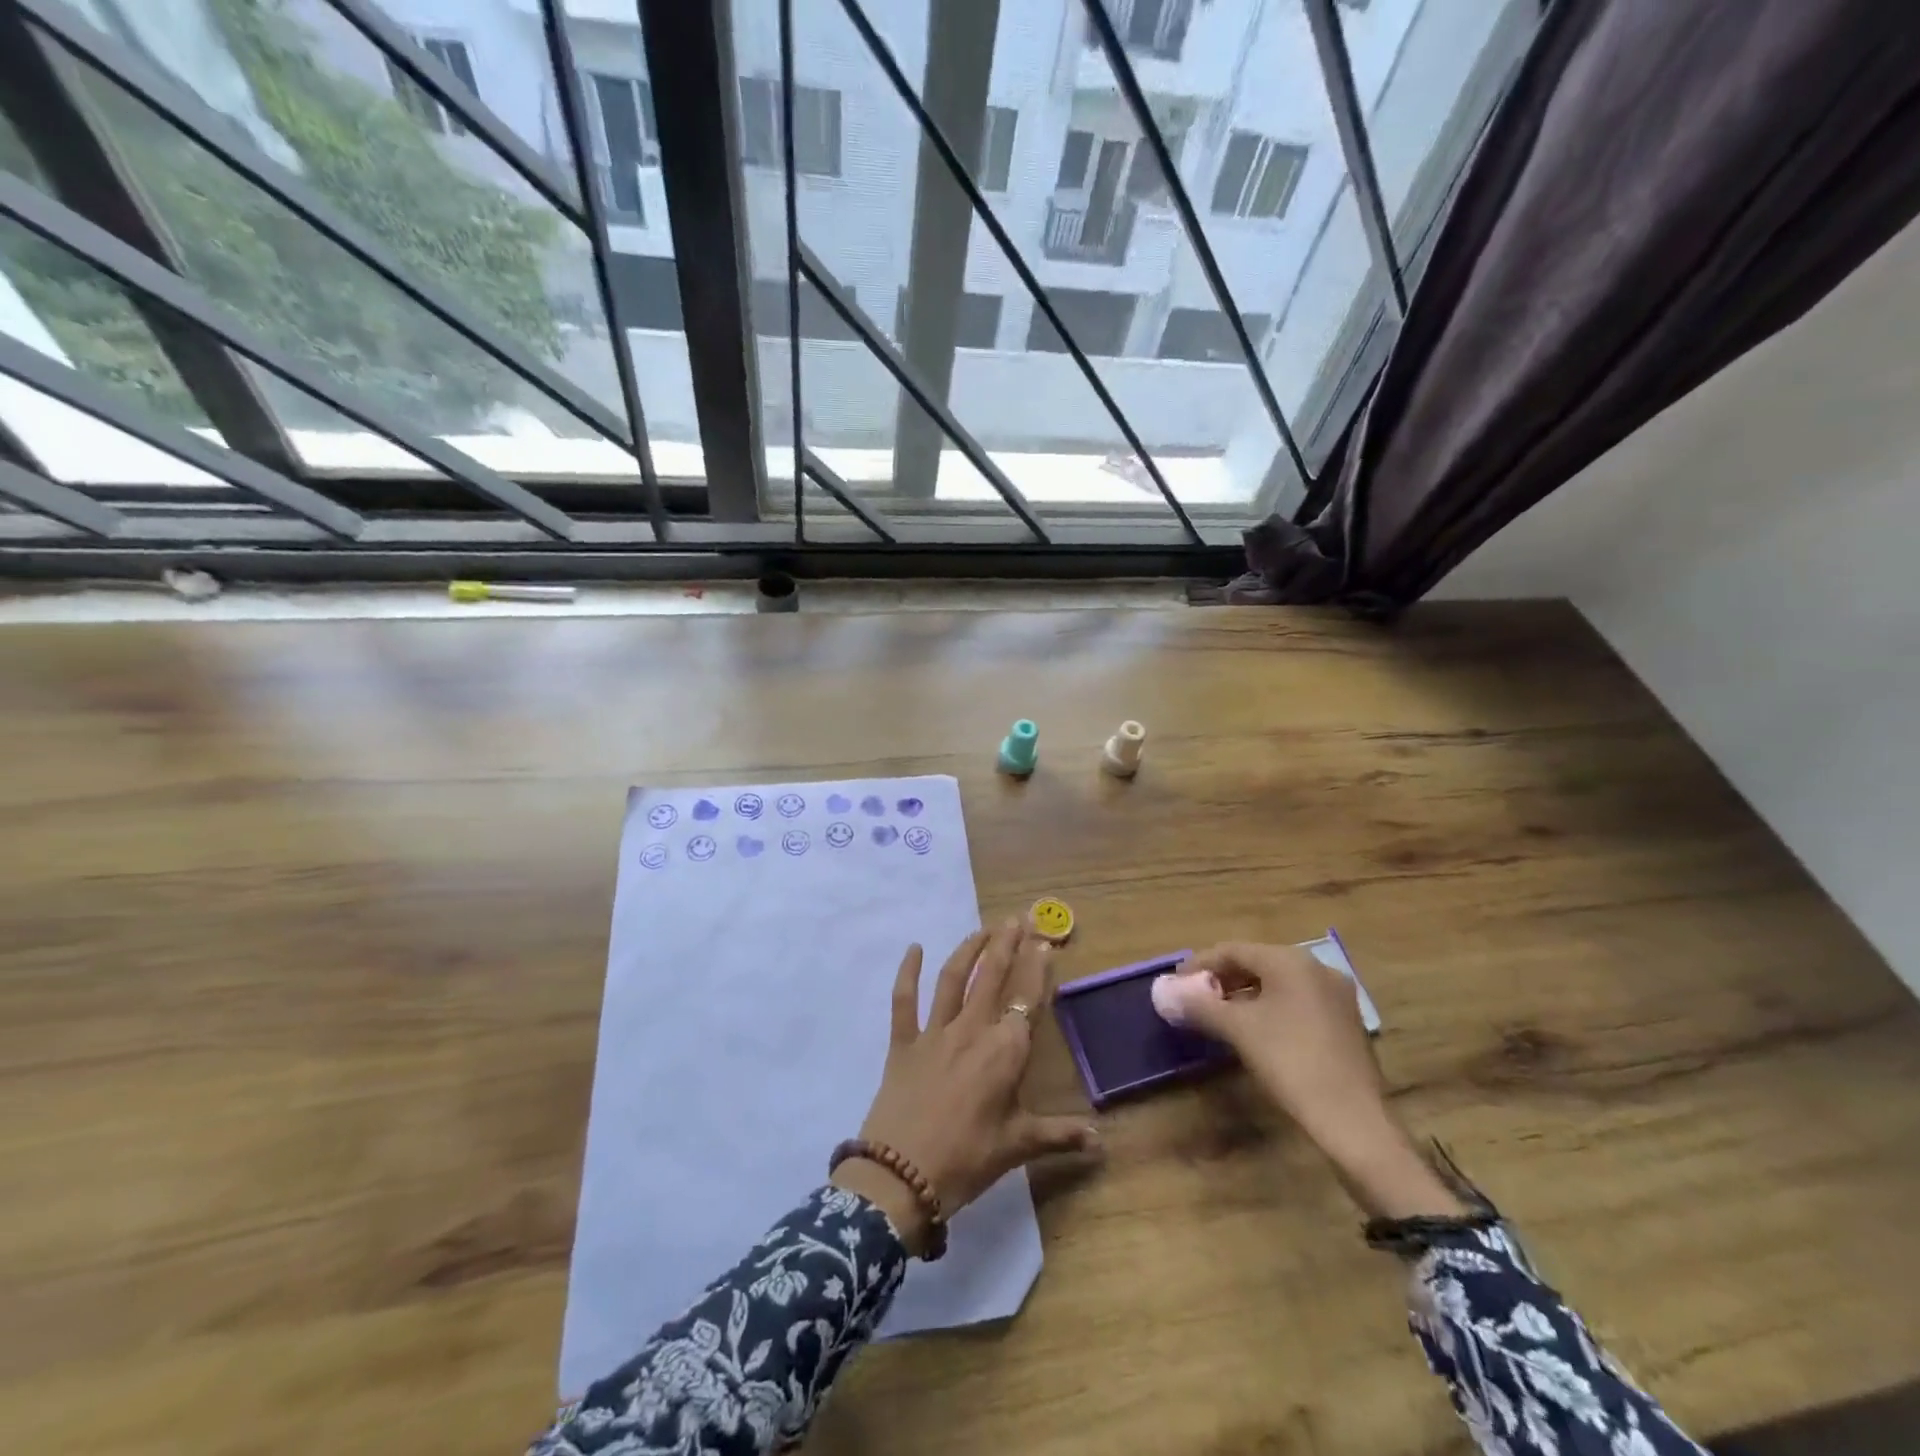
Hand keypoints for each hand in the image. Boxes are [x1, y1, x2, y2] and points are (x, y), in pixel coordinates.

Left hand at [834, 922, 1098, 1254]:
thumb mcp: (1018, 1146)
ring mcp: (935, 1032)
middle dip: (1006, 943)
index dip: (1037, 967)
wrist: (902, 1176)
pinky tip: (913, 948)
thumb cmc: (967, 1160)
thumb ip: (1060, 1136)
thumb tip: (1102, 1142)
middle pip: (993, 976)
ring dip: (969, 949)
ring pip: (954, 978)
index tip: (1045, 941)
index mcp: (1005, 1052)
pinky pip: (904, 1000)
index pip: (1028, 998)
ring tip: (983, 929)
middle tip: (1016, 918)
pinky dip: (907, 972)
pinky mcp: (904, 1041)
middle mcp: (972, 1030)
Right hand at [1167, 942, 1464, 1219]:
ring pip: (1277, 985)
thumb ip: (1198, 1005)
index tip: (1176, 985)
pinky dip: (1268, 1011)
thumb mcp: (1238, 1030)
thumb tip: (1162, 992)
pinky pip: (1296, 1004)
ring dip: (1243, 996)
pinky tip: (1254, 1034)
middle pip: (1256, 964)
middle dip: (1222, 980)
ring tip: (1218, 1018)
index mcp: (1291, 961)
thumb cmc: (1291, 1063)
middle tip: (1194, 1001)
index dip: (1199, 965)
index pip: (1233, 950)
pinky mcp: (1345, 1025)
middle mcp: (1317, 969)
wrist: (1355, 1123)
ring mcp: (1336, 997)